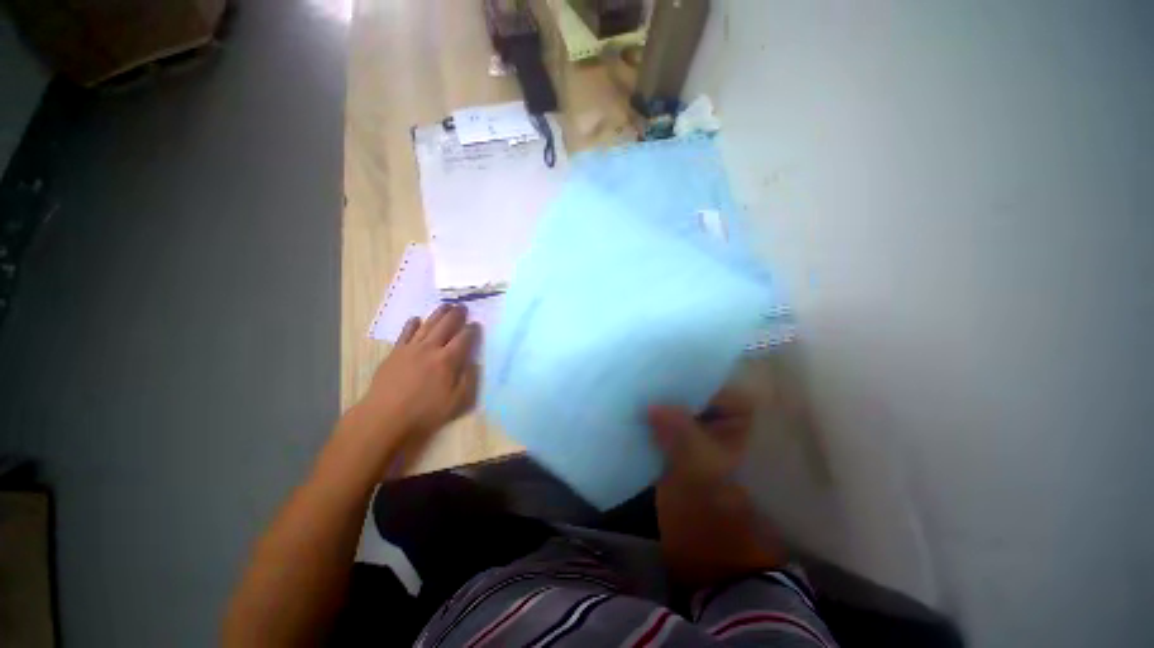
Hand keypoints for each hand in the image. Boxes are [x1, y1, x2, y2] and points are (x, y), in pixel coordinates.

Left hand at [358, 304, 479, 455]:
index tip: (476, 324)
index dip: (472, 330)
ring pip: (427, 325)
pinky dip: (412, 324)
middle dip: (456, 315)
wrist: (384, 417)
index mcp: (448, 360)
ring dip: (438, 314)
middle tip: (463, 307)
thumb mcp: (456, 402)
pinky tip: (416, 319)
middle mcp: (431, 349)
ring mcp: (411, 349)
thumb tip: (474, 363)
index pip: (464, 338)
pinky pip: (405, 333)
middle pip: (446, 325)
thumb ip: (468, 380)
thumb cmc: (424, 413)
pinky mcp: (395, 353)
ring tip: (446, 306)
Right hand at [649, 388, 785, 587]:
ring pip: (677, 411)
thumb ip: (682, 436)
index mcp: (737, 425)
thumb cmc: (714, 517)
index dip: (686, 376)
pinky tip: (631, 415)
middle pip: (692, 397)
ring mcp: (700, 439)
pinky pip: (666, 428)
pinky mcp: (681, 452)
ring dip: (658, 405)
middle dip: (667, 389)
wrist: (708, 560)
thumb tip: (655, 406)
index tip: (658, 368)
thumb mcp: (699, 475)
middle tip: (640, 377)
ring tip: (633, 391)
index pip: (712, 385)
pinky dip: (651, 422)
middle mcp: (721, 426)